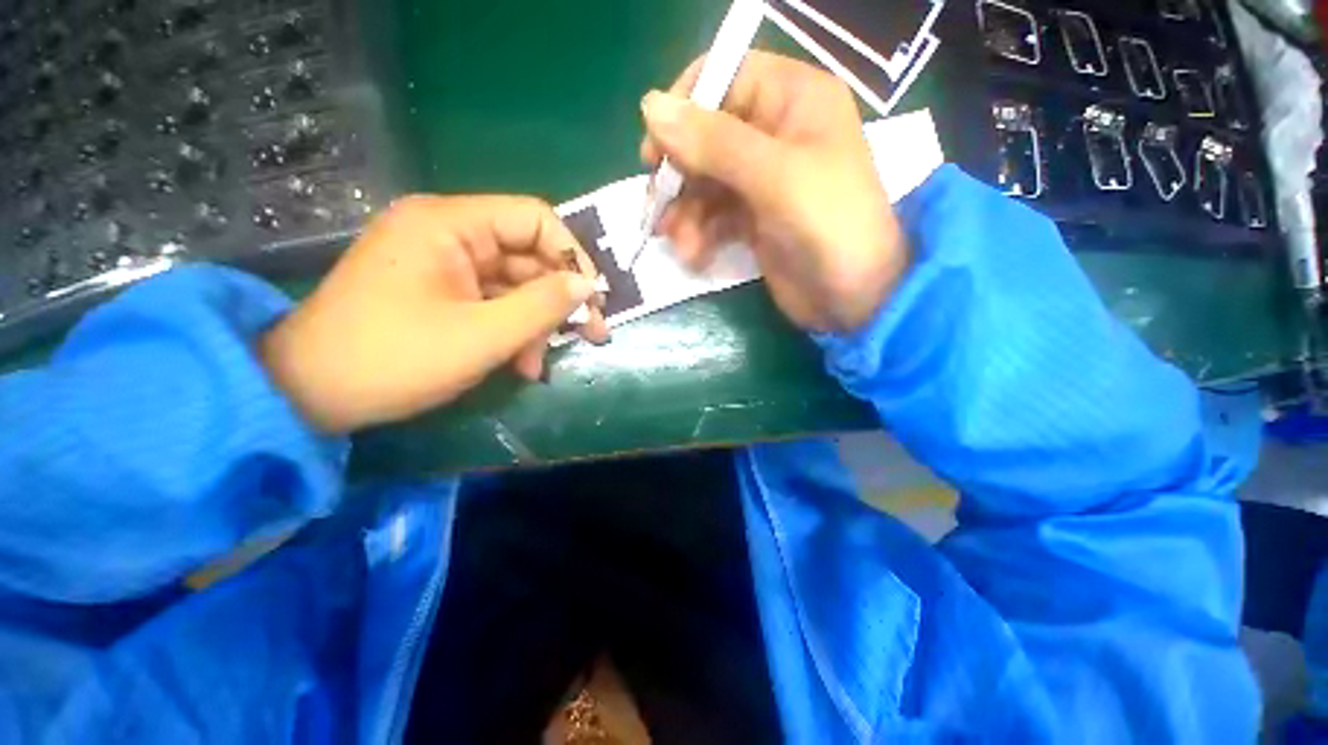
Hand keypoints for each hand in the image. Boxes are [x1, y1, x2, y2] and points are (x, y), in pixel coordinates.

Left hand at [261, 195, 607, 433]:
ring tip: (539, 365)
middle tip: (590, 335)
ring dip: (536, 325)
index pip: (534, 218)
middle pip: (528, 256)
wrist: (309, 394)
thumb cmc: (394, 358)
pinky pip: (494, 303)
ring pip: (515, 286)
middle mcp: (449, 234)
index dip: (572, 255)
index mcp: (450, 224)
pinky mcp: (442, 292)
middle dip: (559, 299)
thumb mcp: (481, 335)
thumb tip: (588, 286)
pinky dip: (513, 332)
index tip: (593, 297)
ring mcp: (444, 265)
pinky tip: (520, 365)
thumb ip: (542, 306)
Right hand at [640, 51, 906, 332]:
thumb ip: (714, 143)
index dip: (684, 111)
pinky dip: (698, 235)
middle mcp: (774, 132)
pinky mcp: (753, 219)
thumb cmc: (829, 226)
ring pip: (704, 183)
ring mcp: (762, 180)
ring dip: (685, 214)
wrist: (855, 299)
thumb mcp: (775, 178)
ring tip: (681, 245)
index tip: (655, 154)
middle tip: (658, 211)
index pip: (723, 78)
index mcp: (792, 99)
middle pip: (705, 137)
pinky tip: (694, 257)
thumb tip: (650, 107)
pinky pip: (713, 217)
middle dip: (680, 177)